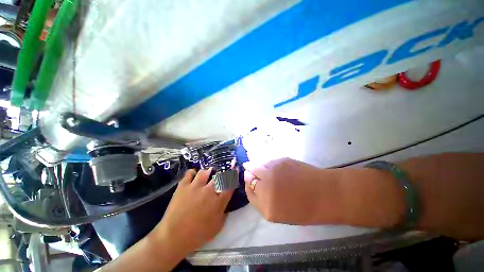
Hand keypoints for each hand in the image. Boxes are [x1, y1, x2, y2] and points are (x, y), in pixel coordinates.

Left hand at [154, 168, 233, 254]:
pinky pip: (189, 173)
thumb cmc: (198, 234)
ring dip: (208, 172)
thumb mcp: (217, 227)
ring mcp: (195, 186)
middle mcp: (209, 190)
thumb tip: (225, 205)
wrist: (174, 237)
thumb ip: (224, 213)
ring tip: (207, 174)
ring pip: (204, 172)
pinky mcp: (183, 186)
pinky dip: (192, 173)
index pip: (230, 185)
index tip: (235, 169)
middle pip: (219, 176)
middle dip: (222, 173)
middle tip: (219, 175)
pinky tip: (193, 175)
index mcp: (218, 201)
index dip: (234, 175)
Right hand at [244, 158, 342, 224]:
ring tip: (266, 170)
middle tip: (255, 174)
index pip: (249, 192)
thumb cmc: (304, 208)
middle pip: (249, 175)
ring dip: (258, 167)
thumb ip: (262, 199)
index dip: (248, 185)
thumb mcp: (278, 213)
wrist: (326, 194)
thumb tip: (252, 181)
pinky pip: (267, 161)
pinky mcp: (281, 160)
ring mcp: (273, 171)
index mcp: (266, 206)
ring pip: (257, 165)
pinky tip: (275, 167)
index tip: (251, 182)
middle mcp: (266, 186)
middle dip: (251, 174)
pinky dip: (267, 163)